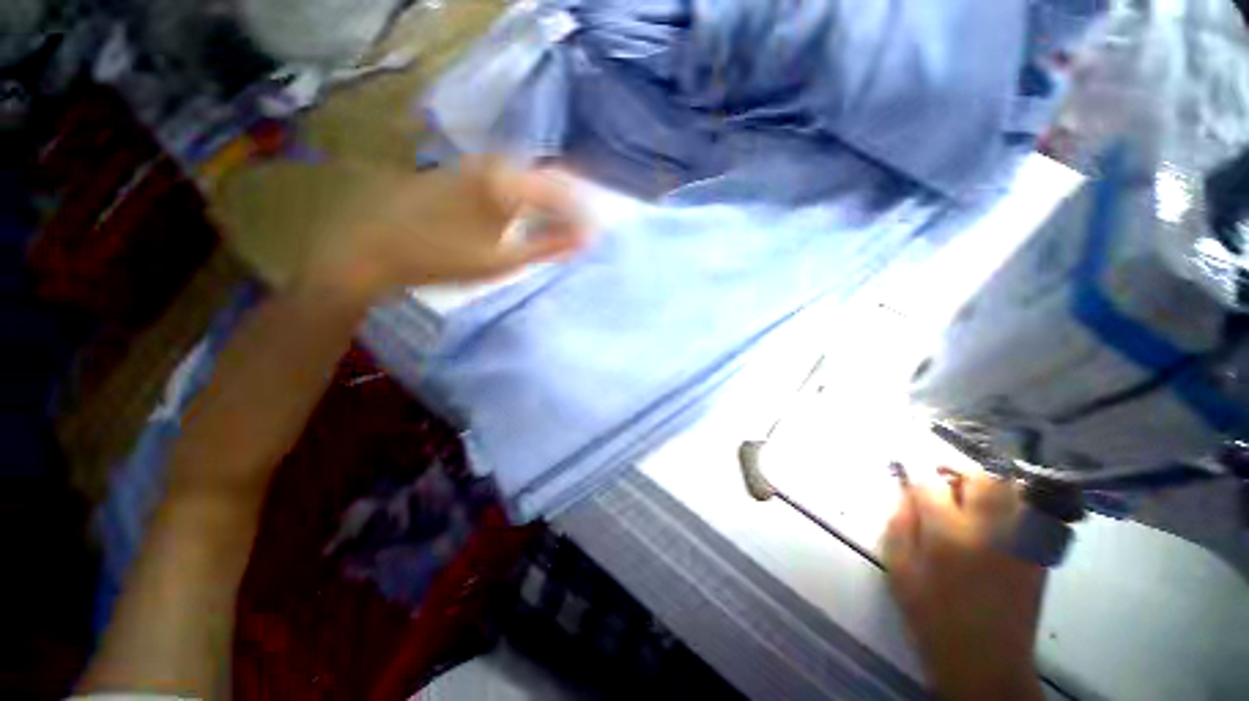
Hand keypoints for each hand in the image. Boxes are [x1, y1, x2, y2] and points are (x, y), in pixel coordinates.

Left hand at [303, 157, 586, 306]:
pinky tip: (523, 218)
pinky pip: (504, 180)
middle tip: (577, 234)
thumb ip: (548, 246)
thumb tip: (586, 240)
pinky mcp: (458, 172)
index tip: (592, 237)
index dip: (581, 214)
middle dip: (566, 207)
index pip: (562, 191)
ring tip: (555, 229)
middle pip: (545, 179)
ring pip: (525, 178)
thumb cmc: (442, 259)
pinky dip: (522, 199)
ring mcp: (473, 165)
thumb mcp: (503, 259)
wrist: (371, 247)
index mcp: (507, 182)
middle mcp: (492, 163)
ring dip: (545, 203)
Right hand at [883, 470, 1046, 700]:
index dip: (916, 480)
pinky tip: (999, 516)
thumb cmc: (932, 615)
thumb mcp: (899, 570)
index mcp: (949, 535)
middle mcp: (990, 530)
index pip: (931, 486)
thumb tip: (905, 493)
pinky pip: (1034, 512)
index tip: (909, 484)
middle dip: (958, 472)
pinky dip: (1016, 503)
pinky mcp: (1038, 554)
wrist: (985, 662)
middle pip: (981, 477)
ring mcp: (1021, 541)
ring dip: (990, 485)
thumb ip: (899, 524)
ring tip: (973, 496)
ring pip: (1014, 489)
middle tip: (944, 482)